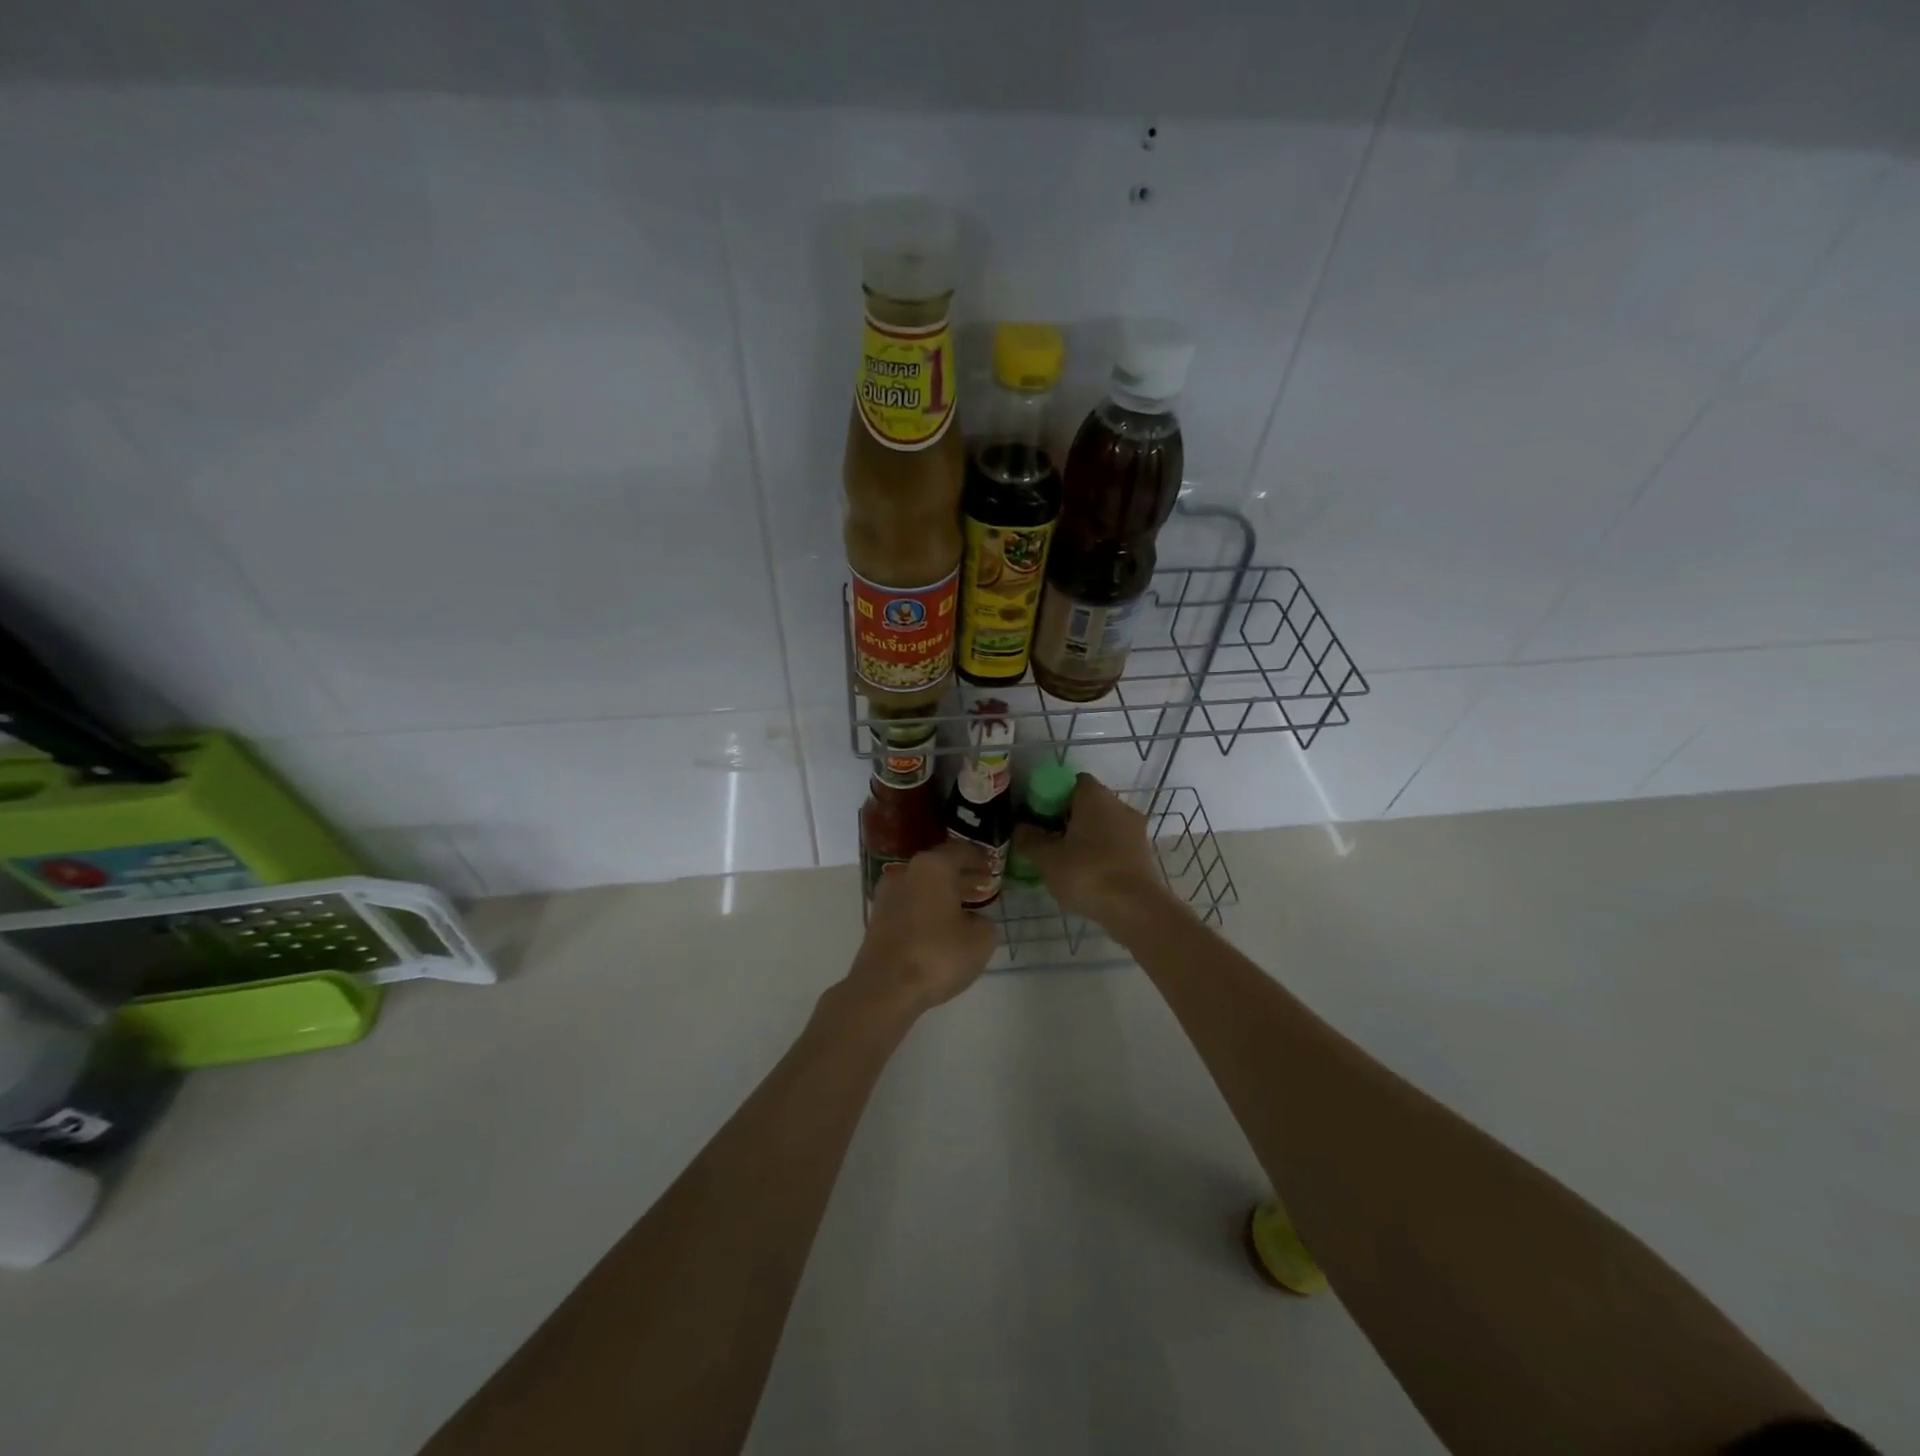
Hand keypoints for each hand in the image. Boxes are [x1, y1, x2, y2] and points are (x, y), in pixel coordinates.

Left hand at [845, 840, 996, 1016]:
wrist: (884, 988)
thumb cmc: (938, 955)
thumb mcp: (981, 940)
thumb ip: (984, 922)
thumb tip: (973, 920)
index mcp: (933, 867)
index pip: (961, 851)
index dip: (980, 858)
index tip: (993, 866)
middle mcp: (907, 872)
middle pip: (940, 866)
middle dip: (962, 875)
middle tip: (982, 884)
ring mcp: (887, 895)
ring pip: (923, 885)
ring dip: (943, 893)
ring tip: (964, 907)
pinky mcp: (878, 918)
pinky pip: (910, 904)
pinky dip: (927, 908)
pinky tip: (941, 925)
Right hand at [1011, 774, 1168, 922]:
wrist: (1137, 909)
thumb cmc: (1088, 873)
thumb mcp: (1047, 858)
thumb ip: (1029, 839)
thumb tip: (1021, 827)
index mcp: (1095, 796)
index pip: (1072, 782)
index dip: (1052, 796)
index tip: (1038, 817)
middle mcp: (1119, 805)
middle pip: (1088, 804)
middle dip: (1067, 819)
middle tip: (1047, 841)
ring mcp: (1135, 830)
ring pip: (1103, 826)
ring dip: (1085, 839)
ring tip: (1064, 862)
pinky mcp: (1144, 854)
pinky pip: (1115, 846)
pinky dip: (1101, 855)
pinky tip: (1087, 876)